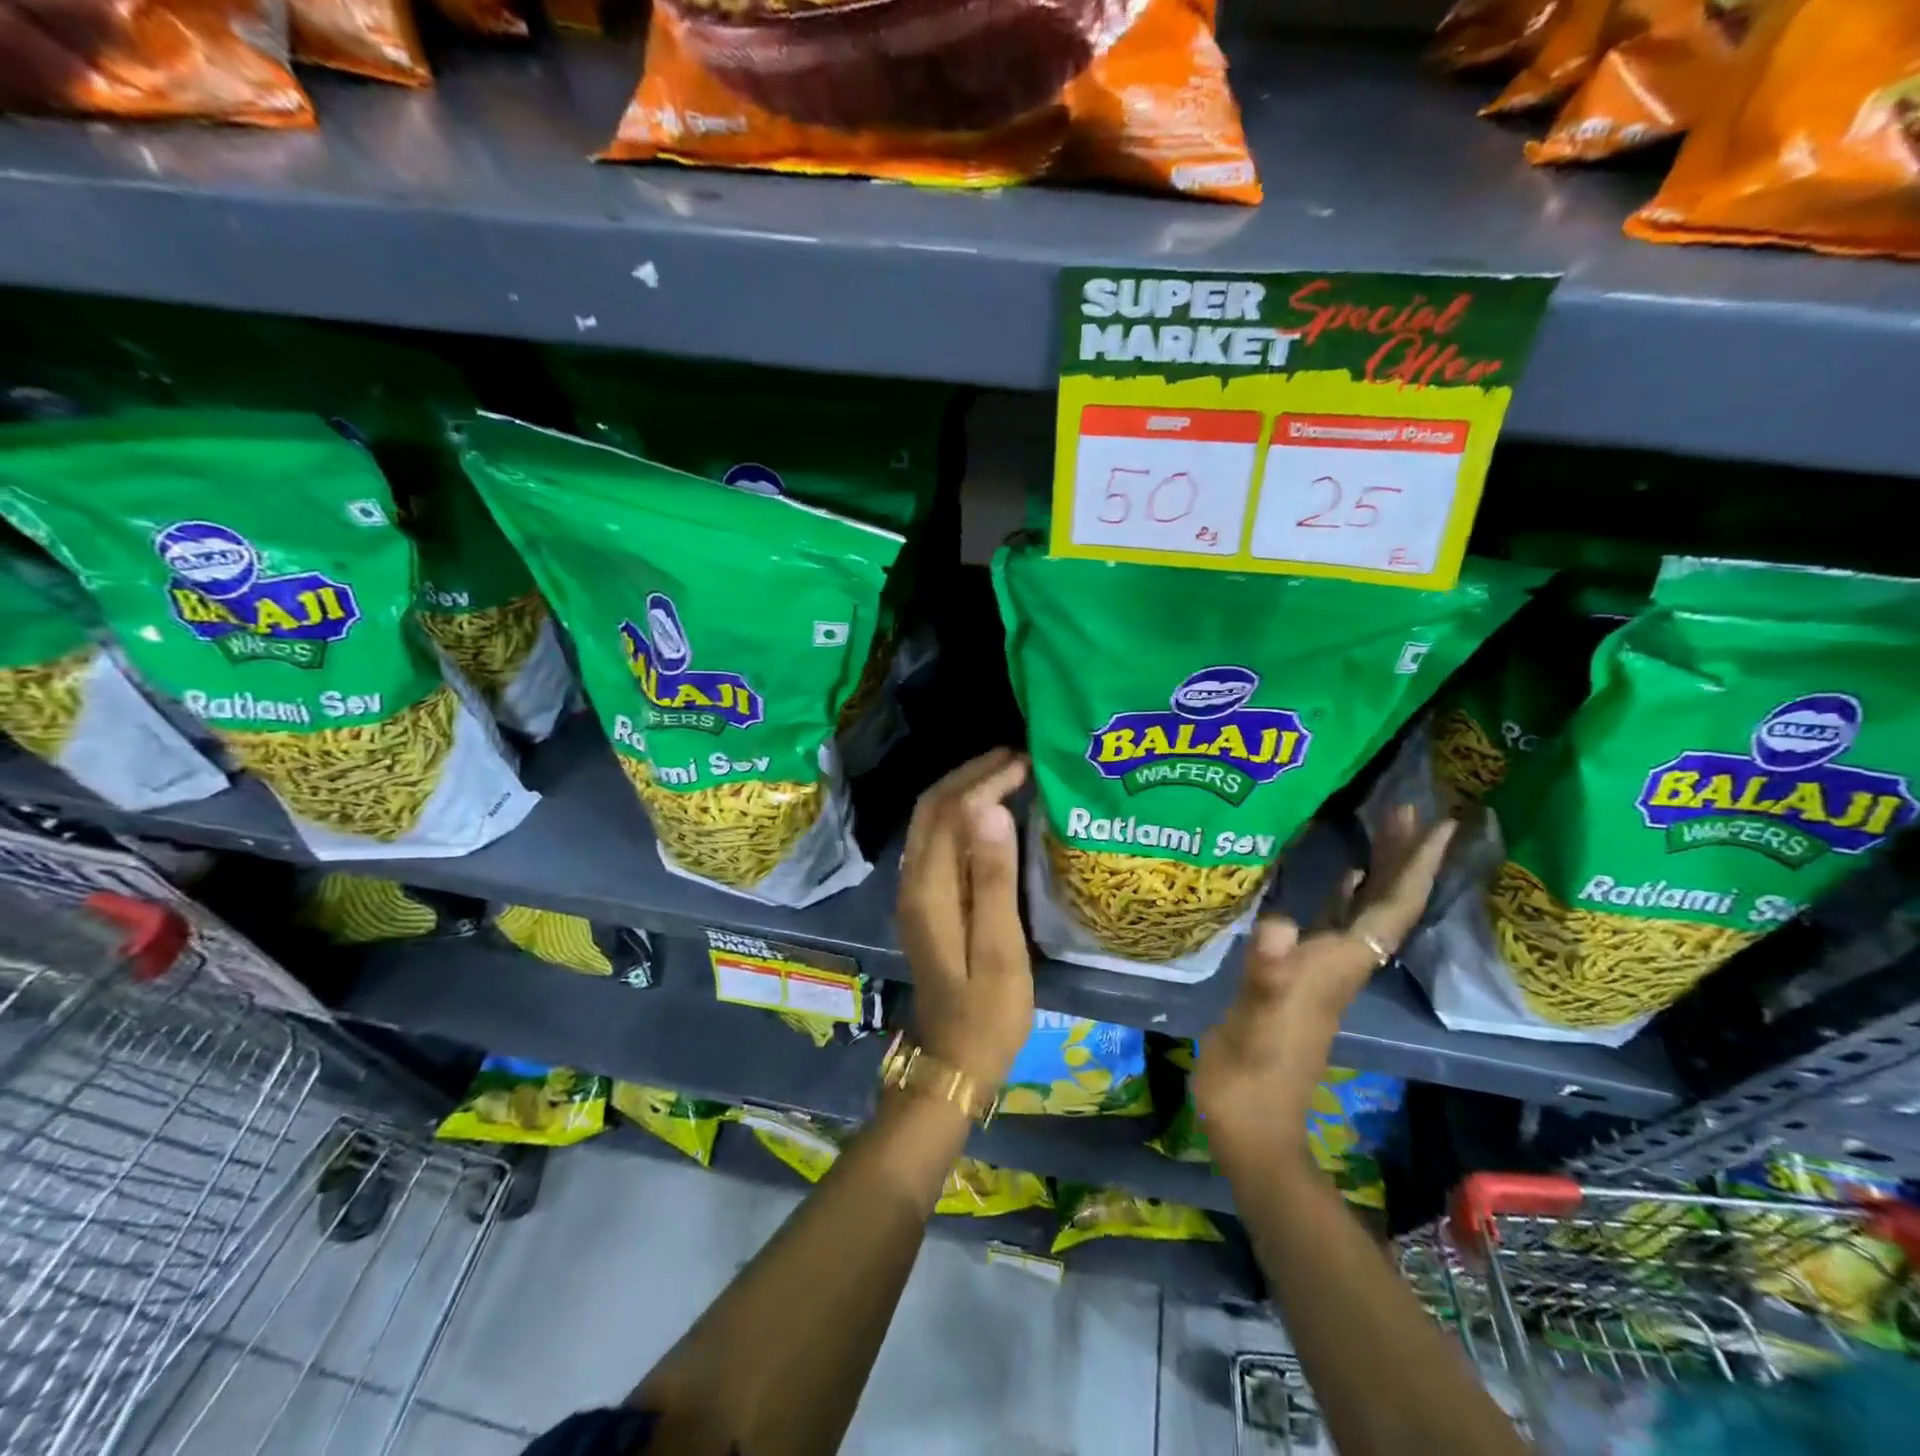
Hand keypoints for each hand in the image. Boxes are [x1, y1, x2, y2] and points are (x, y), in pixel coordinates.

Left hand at [896, 749, 1033, 1088]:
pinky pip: (937, 839)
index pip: (950, 811)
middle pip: (932, 807)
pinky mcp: (925, 901)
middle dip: (970, 774)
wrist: (953, 1060)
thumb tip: (991, 808)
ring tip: (1007, 775)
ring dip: (963, 790)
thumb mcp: (999, 948)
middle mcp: (913, 880)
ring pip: (931, 821)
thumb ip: (993, 877)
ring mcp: (915, 891)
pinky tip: (990, 816)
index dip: (984, 780)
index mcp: (929, 889)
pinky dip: (961, 814)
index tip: (1025, 762)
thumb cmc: (986, 1011)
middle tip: (1017, 758)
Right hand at [1193, 805, 1453, 1168]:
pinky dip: (1346, 894)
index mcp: (1337, 968)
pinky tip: (1343, 874)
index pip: (1390, 912)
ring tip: (1381, 825)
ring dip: (1379, 869)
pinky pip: (1336, 923)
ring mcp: (1324, 973)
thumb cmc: (1251, 1074)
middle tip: (1406, 805)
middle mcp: (1342, 965)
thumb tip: (1277, 923)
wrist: (1251, 1123)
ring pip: (1365, 911)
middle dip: (1401, 856)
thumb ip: (1267, 975)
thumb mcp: (1253, 1024)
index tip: (1442, 825)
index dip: (1415, 868)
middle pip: (1386, 905)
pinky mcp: (1303, 978)